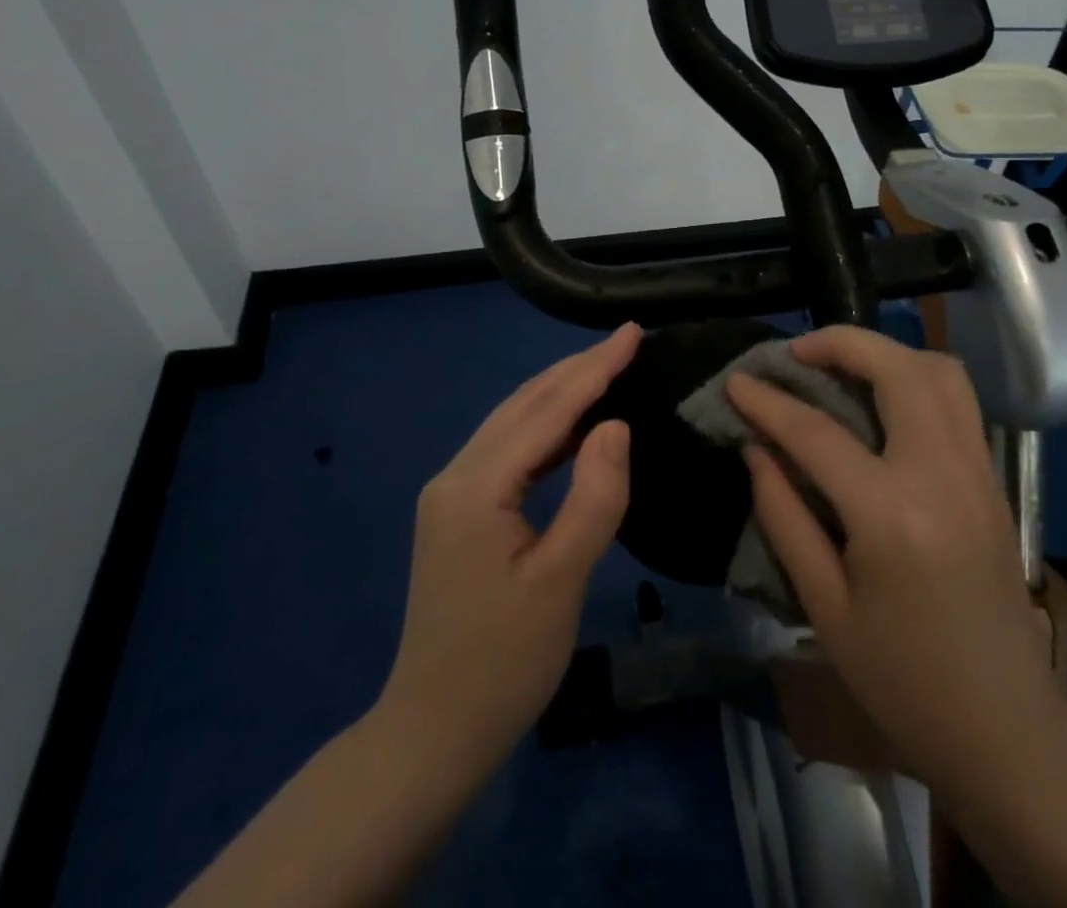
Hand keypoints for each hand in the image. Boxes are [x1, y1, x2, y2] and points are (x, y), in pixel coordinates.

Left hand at [379, 323, 640, 780]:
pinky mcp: (459, 512)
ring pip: (513, 423)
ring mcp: (452, 493)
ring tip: (608, 369)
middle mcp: (456, 475)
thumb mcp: (561, 581)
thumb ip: (594, 496)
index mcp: (476, 486)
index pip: (546, 410)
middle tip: (627, 341)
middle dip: (577, 369)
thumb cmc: (503, 663)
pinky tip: (575, 427)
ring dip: (561, 393)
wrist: (432, 734)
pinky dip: (546, 429)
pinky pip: (509, 451)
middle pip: (524, 405)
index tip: (633, 333)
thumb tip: (616, 424)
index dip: (594, 368)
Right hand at [728, 326, 1063, 799]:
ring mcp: (977, 472)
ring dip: (886, 352)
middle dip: (840, 343)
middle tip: (796, 353)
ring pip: (940, 371)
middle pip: (896, 369)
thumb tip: (756, 449)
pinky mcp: (993, 479)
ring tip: (840, 365)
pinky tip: (883, 400)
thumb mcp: (824, 608)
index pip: (817, 432)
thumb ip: (784, 517)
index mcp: (891, 515)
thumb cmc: (901, 680)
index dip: (768, 401)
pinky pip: (958, 400)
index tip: (736, 381)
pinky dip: (916, 377)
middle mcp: (942, 474)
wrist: (1006, 728)